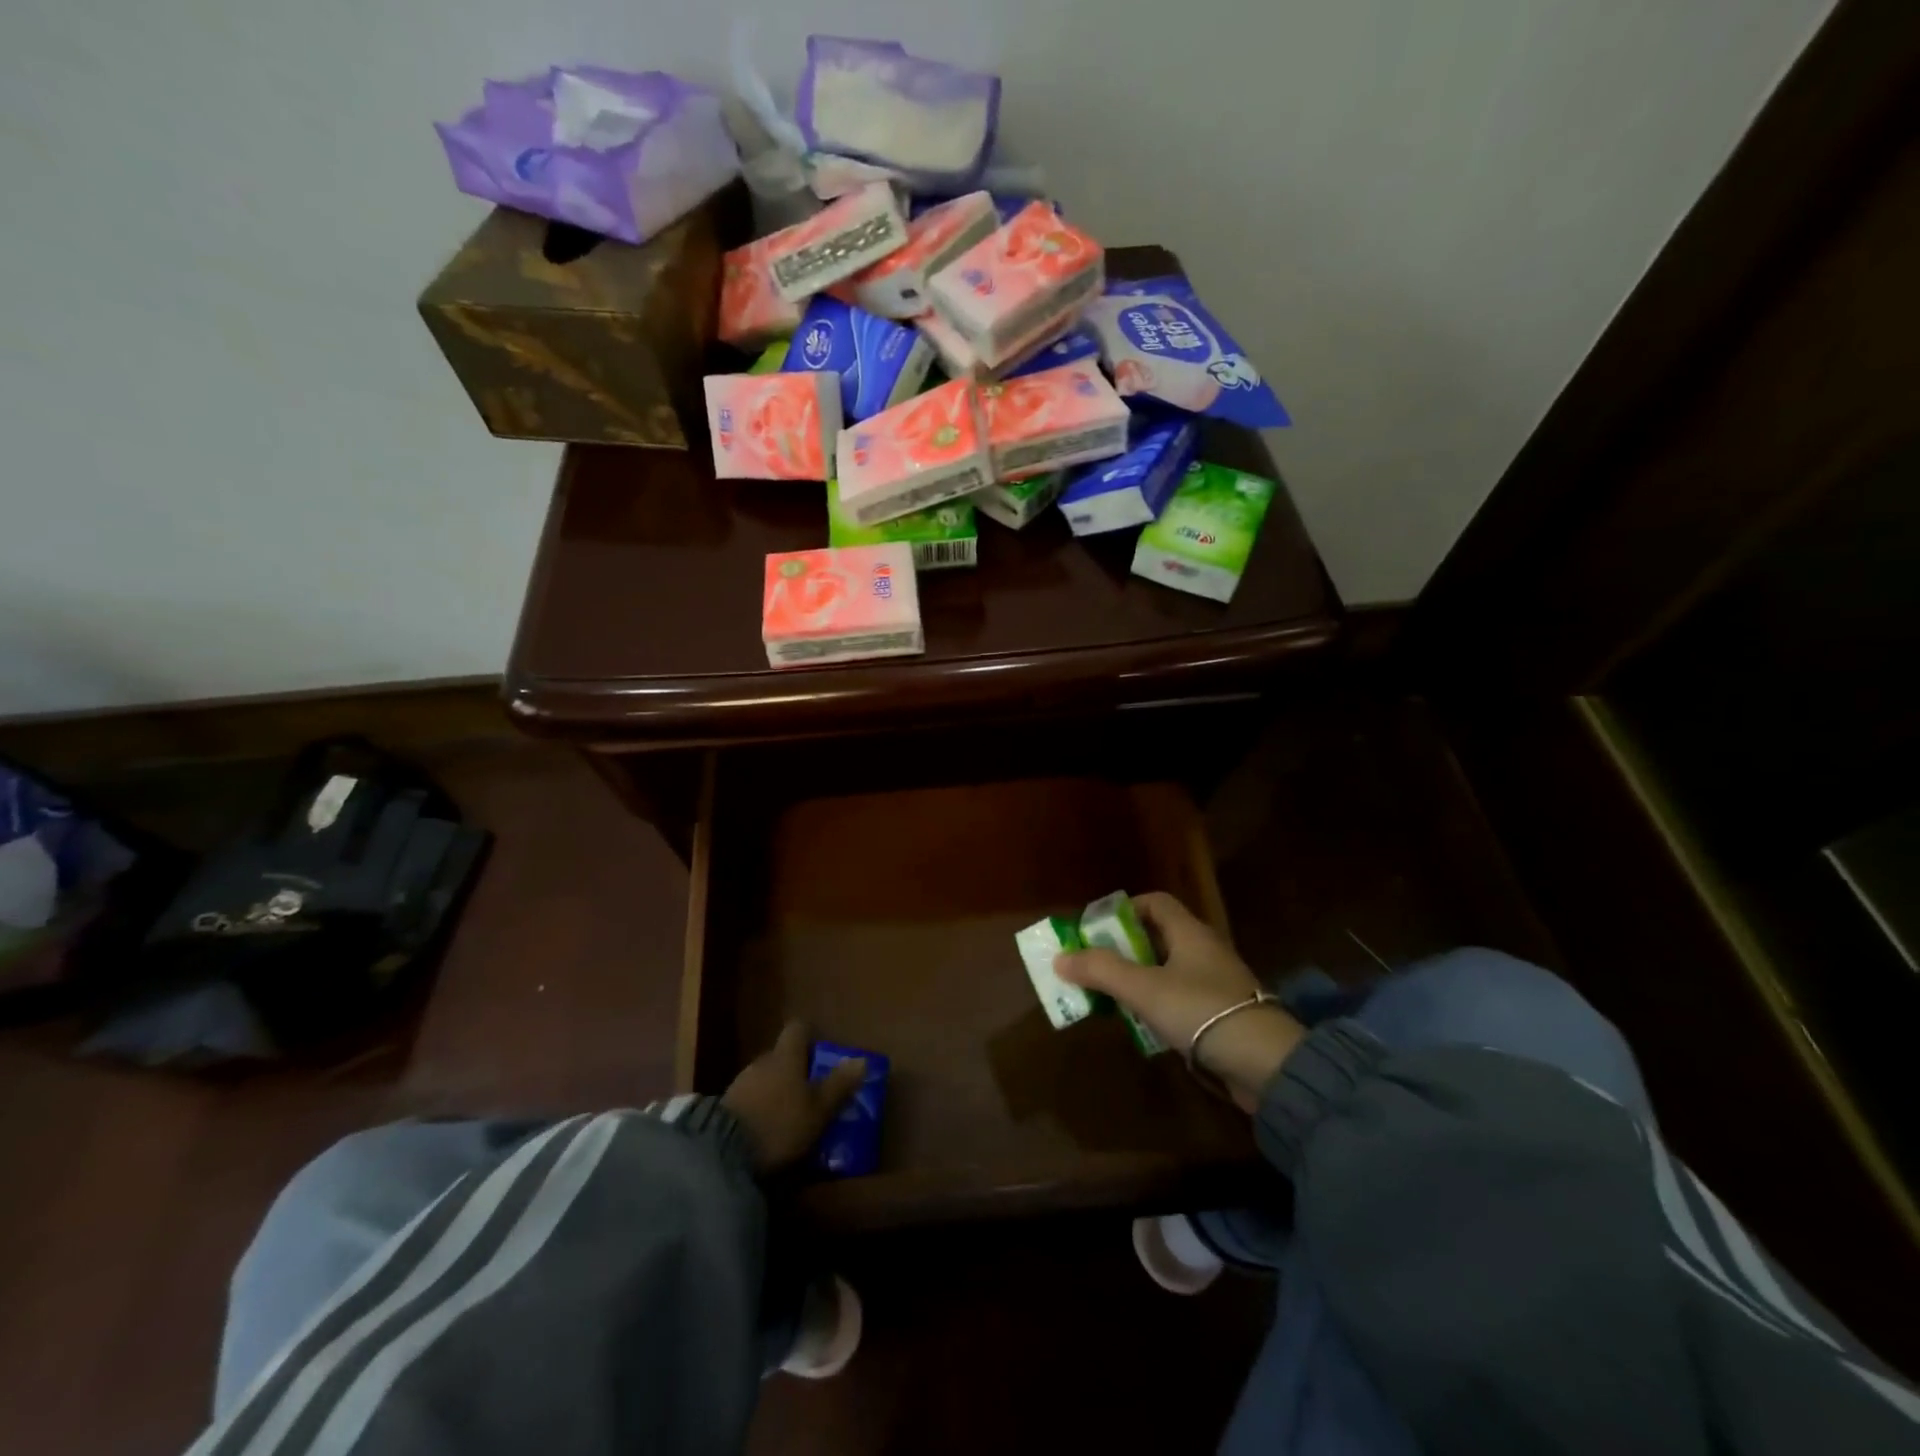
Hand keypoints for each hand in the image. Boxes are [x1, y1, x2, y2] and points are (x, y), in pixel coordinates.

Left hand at [721, 1021, 865, 1171]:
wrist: (722, 1153)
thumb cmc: (780, 1124)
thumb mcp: (818, 1109)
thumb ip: (839, 1085)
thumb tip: (862, 1059)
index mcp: (786, 1056)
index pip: (798, 1029)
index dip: (810, 1035)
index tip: (822, 1050)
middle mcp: (762, 1062)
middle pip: (781, 1055)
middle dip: (795, 1068)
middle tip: (812, 1090)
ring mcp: (740, 1083)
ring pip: (765, 1077)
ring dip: (777, 1089)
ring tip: (791, 1114)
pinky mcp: (725, 1108)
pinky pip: (750, 1098)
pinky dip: (761, 1107)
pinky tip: (768, 1128)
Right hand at [1055, 892, 1304, 1109]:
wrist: (1265, 1064)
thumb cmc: (1201, 1011)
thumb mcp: (1144, 988)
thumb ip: (1102, 971)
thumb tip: (1060, 958)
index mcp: (1189, 933)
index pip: (1154, 902)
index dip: (1123, 910)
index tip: (1096, 930)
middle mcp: (1204, 950)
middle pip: (1157, 937)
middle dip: (1123, 949)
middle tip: (1094, 966)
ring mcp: (1215, 983)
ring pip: (1167, 970)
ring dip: (1137, 979)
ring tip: (1109, 996)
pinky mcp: (1221, 1014)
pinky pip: (1180, 998)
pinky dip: (1157, 1004)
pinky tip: (1141, 1023)